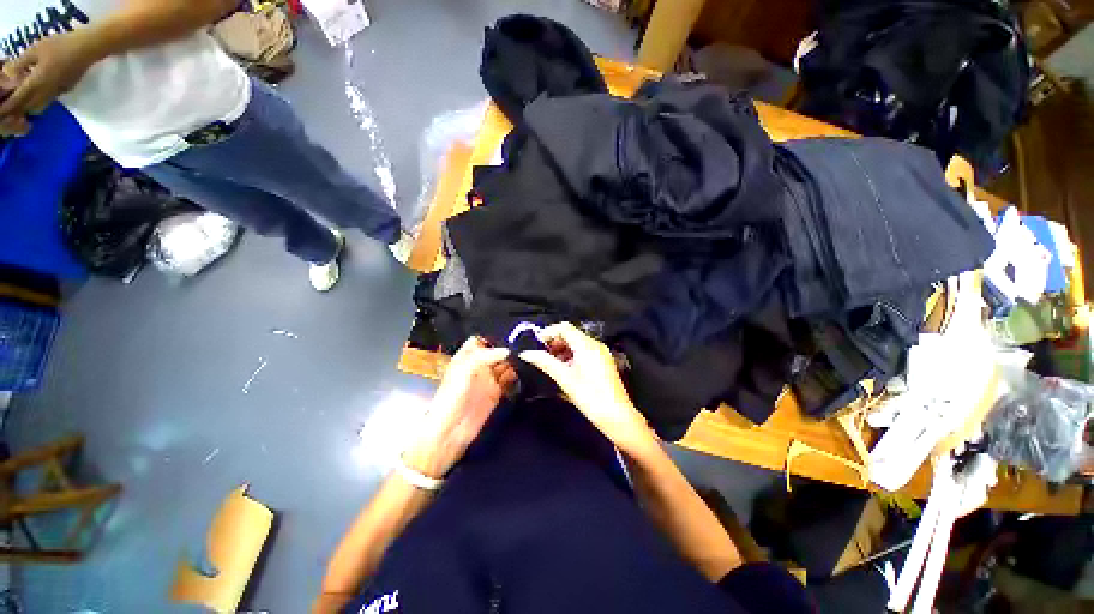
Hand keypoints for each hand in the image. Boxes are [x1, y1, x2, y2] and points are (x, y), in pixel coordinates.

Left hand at [0, 32, 98, 135]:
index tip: (2, 112)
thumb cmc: (60, 46)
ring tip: (27, 99)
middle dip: (21, 109)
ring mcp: (58, 92)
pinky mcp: (65, 90)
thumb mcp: (35, 50)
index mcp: (36, 83)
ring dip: (32, 105)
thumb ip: (20, 64)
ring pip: (40, 105)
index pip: (18, 100)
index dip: (9, 106)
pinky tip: (42, 91)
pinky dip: (43, 98)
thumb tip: (7, 75)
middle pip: (29, 107)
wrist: (87, 49)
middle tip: (15, 106)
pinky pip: (50, 99)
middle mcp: (46, 92)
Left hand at [403, 337, 515, 478]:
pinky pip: (509, 381)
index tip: (506, 339)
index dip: (491, 340)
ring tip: (524, 361)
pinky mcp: (496, 393)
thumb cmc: (452, 396)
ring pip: (504, 366)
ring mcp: (488, 380)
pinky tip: (521, 375)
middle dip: (507, 350)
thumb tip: (507, 351)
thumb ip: (485, 356)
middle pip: (495, 353)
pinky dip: (515, 378)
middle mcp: (478, 367)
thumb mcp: (465, 370)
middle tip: (522, 349)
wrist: (451, 430)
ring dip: (513, 363)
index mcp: (466, 358)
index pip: (480, 342)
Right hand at [519, 323, 654, 452]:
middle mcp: (595, 344)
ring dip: (562, 351)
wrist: (617, 416)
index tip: (536, 346)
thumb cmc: (589, 396)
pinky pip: (584, 352)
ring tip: (550, 366)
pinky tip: (564, 371)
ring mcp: (601, 353)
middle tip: (541, 357)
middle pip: (570, 334)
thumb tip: (526, 353)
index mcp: (586, 344)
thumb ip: (545, 362)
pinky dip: (572, 357)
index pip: (564, 327)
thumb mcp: (564, 378)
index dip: (548, 333)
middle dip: (554, 343)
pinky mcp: (603, 362)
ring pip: (577, 344)